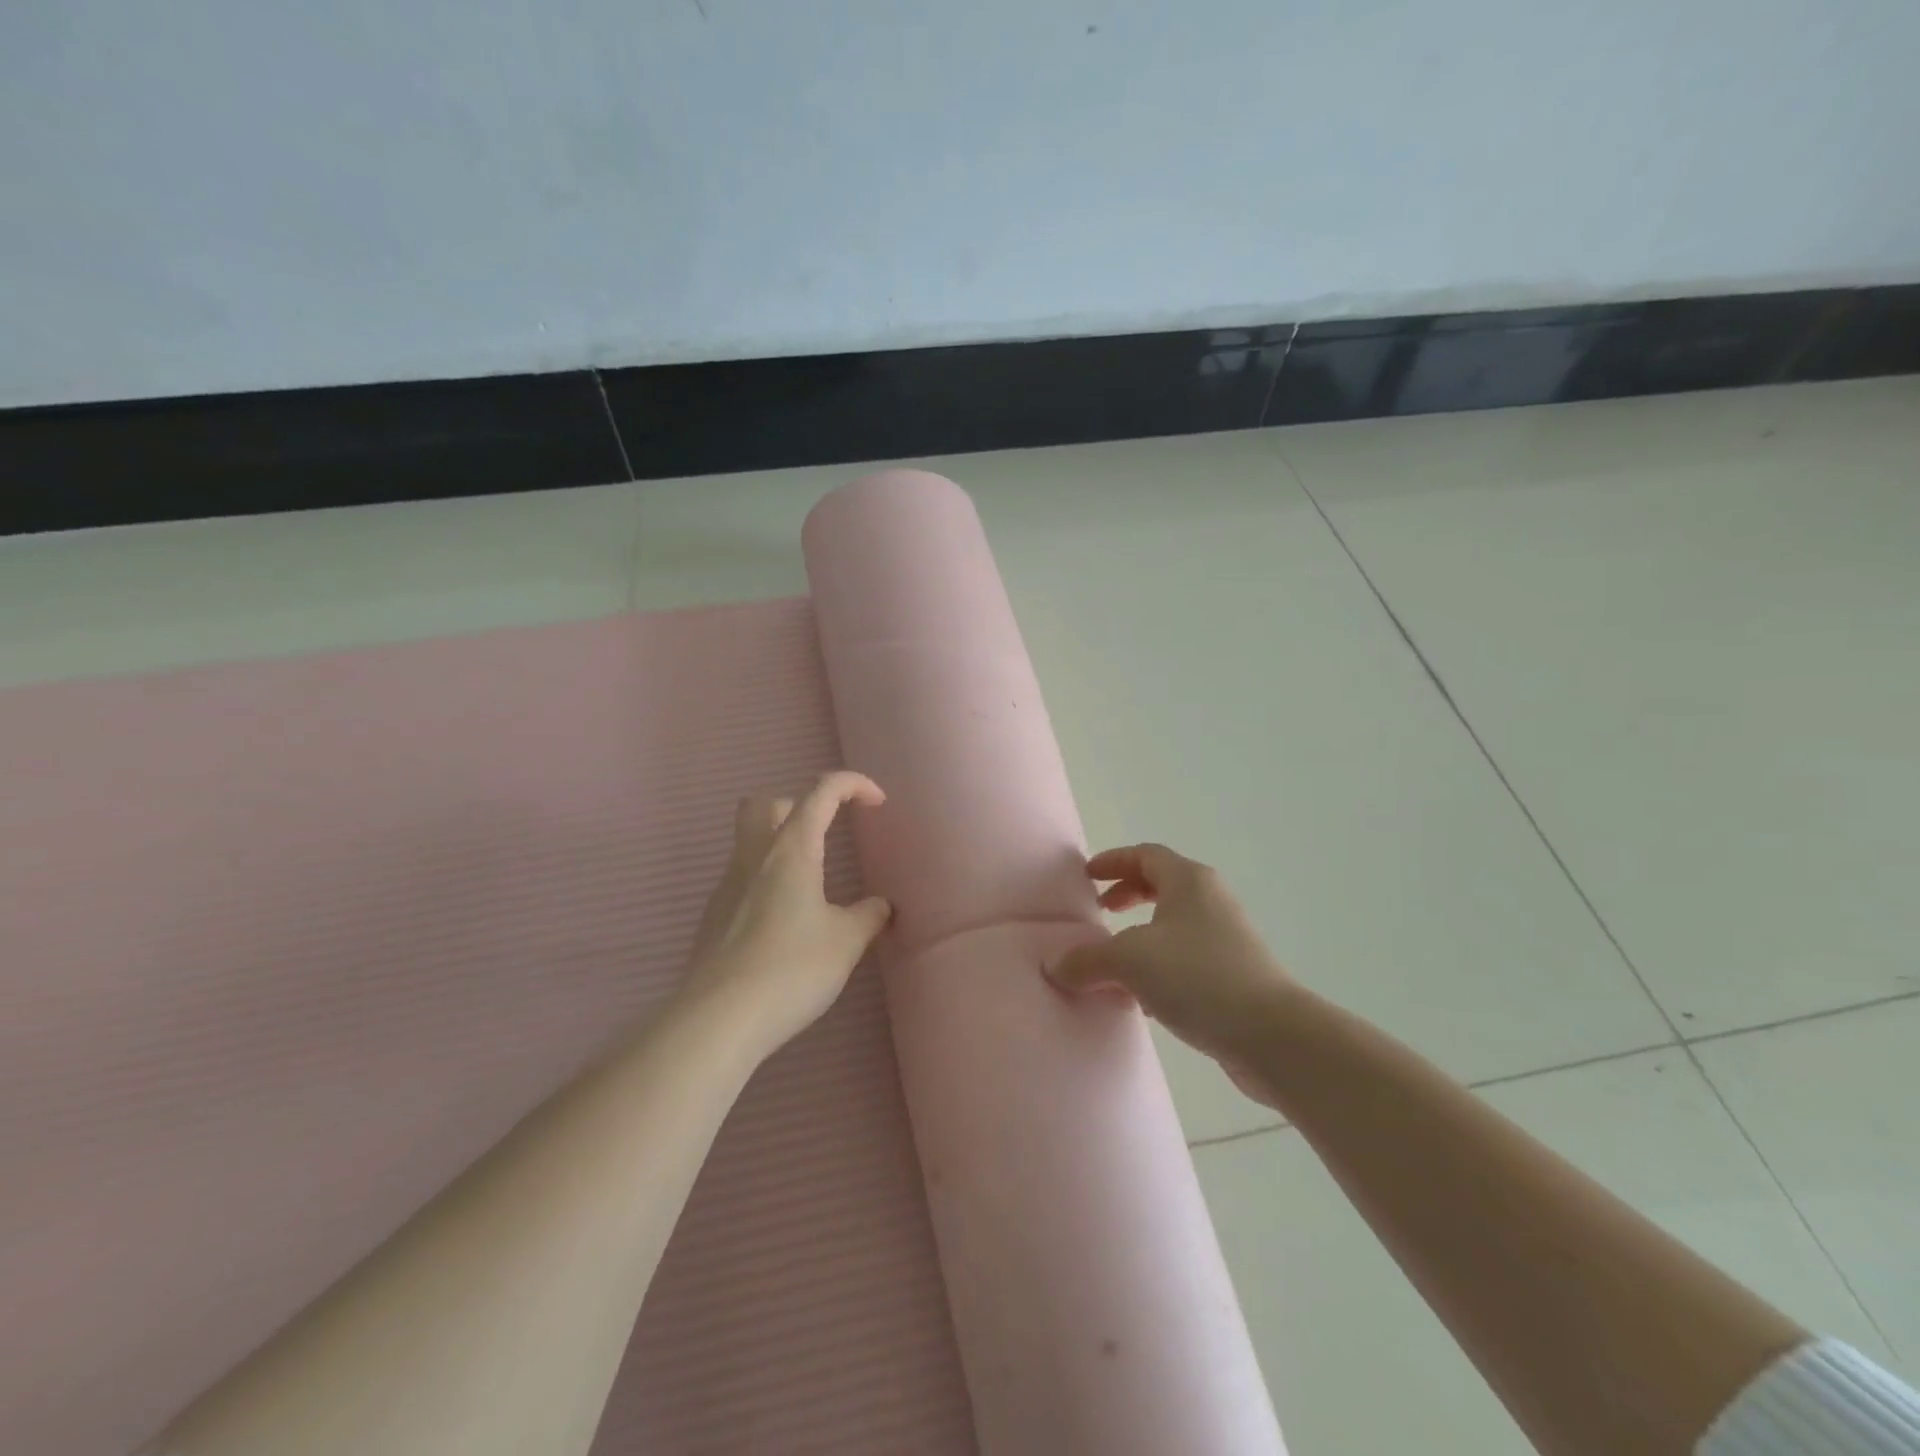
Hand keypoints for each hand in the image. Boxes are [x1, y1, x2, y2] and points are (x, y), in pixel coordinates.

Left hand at [679, 771, 892, 1058]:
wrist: (718, 1019)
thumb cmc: (791, 969)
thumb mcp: (845, 942)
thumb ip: (868, 916)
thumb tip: (880, 906)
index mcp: (791, 849)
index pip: (821, 792)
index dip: (852, 784)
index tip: (876, 802)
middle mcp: (754, 856)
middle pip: (767, 803)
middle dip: (801, 805)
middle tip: (827, 834)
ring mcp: (727, 885)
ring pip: (748, 838)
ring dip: (780, 841)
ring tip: (810, 879)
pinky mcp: (714, 915)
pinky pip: (742, 876)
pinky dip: (766, 878)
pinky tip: (784, 918)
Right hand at [1049, 844, 1295, 1106]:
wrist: (1273, 1036)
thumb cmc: (1199, 978)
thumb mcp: (1130, 961)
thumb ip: (1087, 960)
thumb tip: (1054, 966)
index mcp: (1189, 882)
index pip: (1145, 855)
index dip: (1113, 861)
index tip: (1087, 877)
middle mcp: (1211, 902)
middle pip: (1162, 885)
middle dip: (1127, 895)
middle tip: (1099, 912)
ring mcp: (1226, 940)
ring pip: (1172, 926)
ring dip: (1140, 937)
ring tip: (1112, 961)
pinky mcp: (1233, 977)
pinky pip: (1184, 960)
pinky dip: (1157, 968)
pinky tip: (1141, 999)